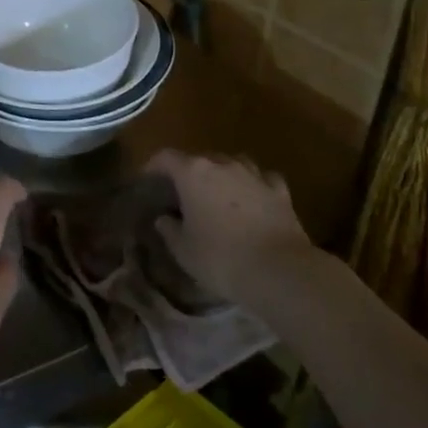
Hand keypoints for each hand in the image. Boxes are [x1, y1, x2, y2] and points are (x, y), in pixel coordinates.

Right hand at [146, 150, 321, 317]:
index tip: (147, 178)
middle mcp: (223, 165)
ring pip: (233, 163)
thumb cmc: (220, 258)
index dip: (153, 165)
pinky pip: (262, 179)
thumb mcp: (183, 250)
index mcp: (193, 174)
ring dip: (222, 174)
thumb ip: (169, 230)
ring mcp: (254, 175)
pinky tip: (253, 197)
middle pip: (200, 158)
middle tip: (183, 193)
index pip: (166, 157)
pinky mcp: (280, 191)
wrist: (278, 270)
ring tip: (218, 192)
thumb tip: (163, 218)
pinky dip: (254, 185)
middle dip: (189, 172)